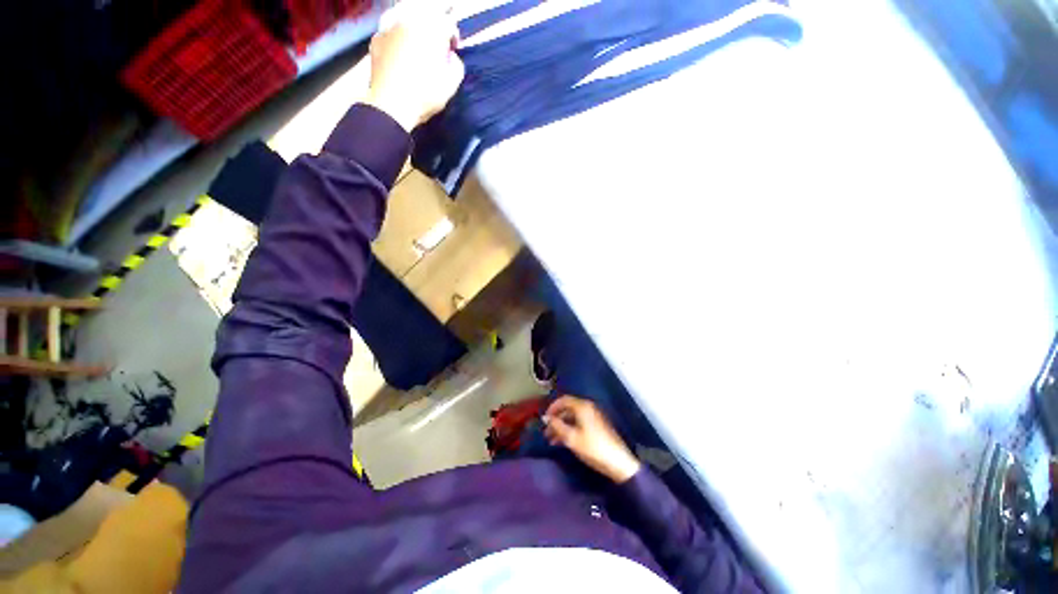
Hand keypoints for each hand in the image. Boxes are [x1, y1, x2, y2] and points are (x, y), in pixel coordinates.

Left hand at [363, 0, 464, 131]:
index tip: (452, 53)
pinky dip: (399, 42)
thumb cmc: (424, 95)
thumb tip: (451, 58)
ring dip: (415, 36)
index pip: (448, 24)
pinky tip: (401, 59)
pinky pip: (392, 34)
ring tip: (417, 55)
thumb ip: (456, 65)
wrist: (391, 106)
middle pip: (427, 20)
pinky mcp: (376, 39)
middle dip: (433, 34)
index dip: (453, 39)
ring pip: (408, 25)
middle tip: (435, 53)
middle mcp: (409, 20)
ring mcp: (389, 28)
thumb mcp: (451, 85)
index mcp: (431, 29)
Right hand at [544, 395, 641, 483]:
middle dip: (556, 419)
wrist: (617, 462)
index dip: (552, 407)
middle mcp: (588, 408)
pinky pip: (579, 423)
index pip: (563, 400)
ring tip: (552, 440)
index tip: (544, 418)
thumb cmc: (592, 447)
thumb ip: (557, 425)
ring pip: (572, 417)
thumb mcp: (571, 437)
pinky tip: (563, 441)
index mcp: (582, 407)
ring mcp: (593, 416)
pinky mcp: (596, 426)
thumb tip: (546, 418)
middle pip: (568, 409)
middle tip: (546, 432)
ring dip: (561, 426)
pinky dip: (569, 429)